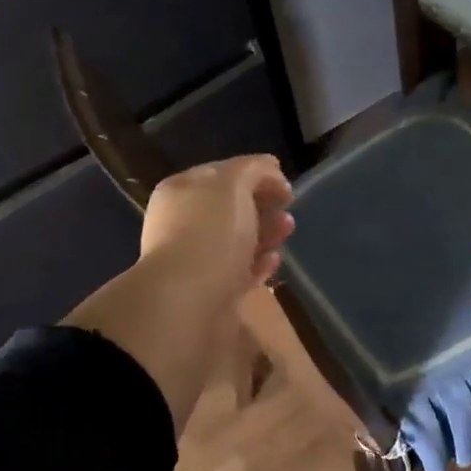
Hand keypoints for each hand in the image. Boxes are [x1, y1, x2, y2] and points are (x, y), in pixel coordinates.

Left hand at [139, 154, 295, 296]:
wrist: (187, 302)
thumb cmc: (209, 233)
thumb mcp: (233, 185)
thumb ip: (253, 169)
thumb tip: (270, 167)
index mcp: (182, 191)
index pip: (222, 173)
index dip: (256, 174)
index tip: (286, 186)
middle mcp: (183, 222)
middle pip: (231, 207)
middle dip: (263, 204)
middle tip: (288, 209)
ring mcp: (195, 259)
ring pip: (237, 240)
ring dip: (265, 233)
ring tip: (288, 232)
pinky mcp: (210, 291)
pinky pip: (239, 271)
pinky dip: (259, 264)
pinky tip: (275, 260)